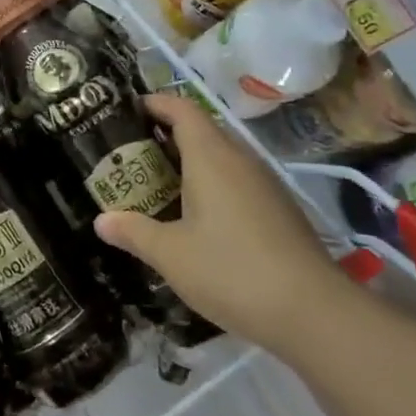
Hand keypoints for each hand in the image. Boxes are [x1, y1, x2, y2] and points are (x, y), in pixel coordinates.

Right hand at [93, 94, 345, 352]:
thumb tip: (101, 220)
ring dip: (190, 162)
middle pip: (202, 130)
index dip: (155, 103)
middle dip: (166, 135)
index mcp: (211, 157)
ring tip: (157, 184)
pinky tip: (196, 218)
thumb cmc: (231, 271)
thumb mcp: (171, 255)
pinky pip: (237, 181)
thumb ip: (134, 231)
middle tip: (132, 154)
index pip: (182, 109)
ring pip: (221, 157)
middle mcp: (240, 160)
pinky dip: (211, 185)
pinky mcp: (279, 210)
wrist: (313, 311)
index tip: (127, 111)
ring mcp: (265, 185)